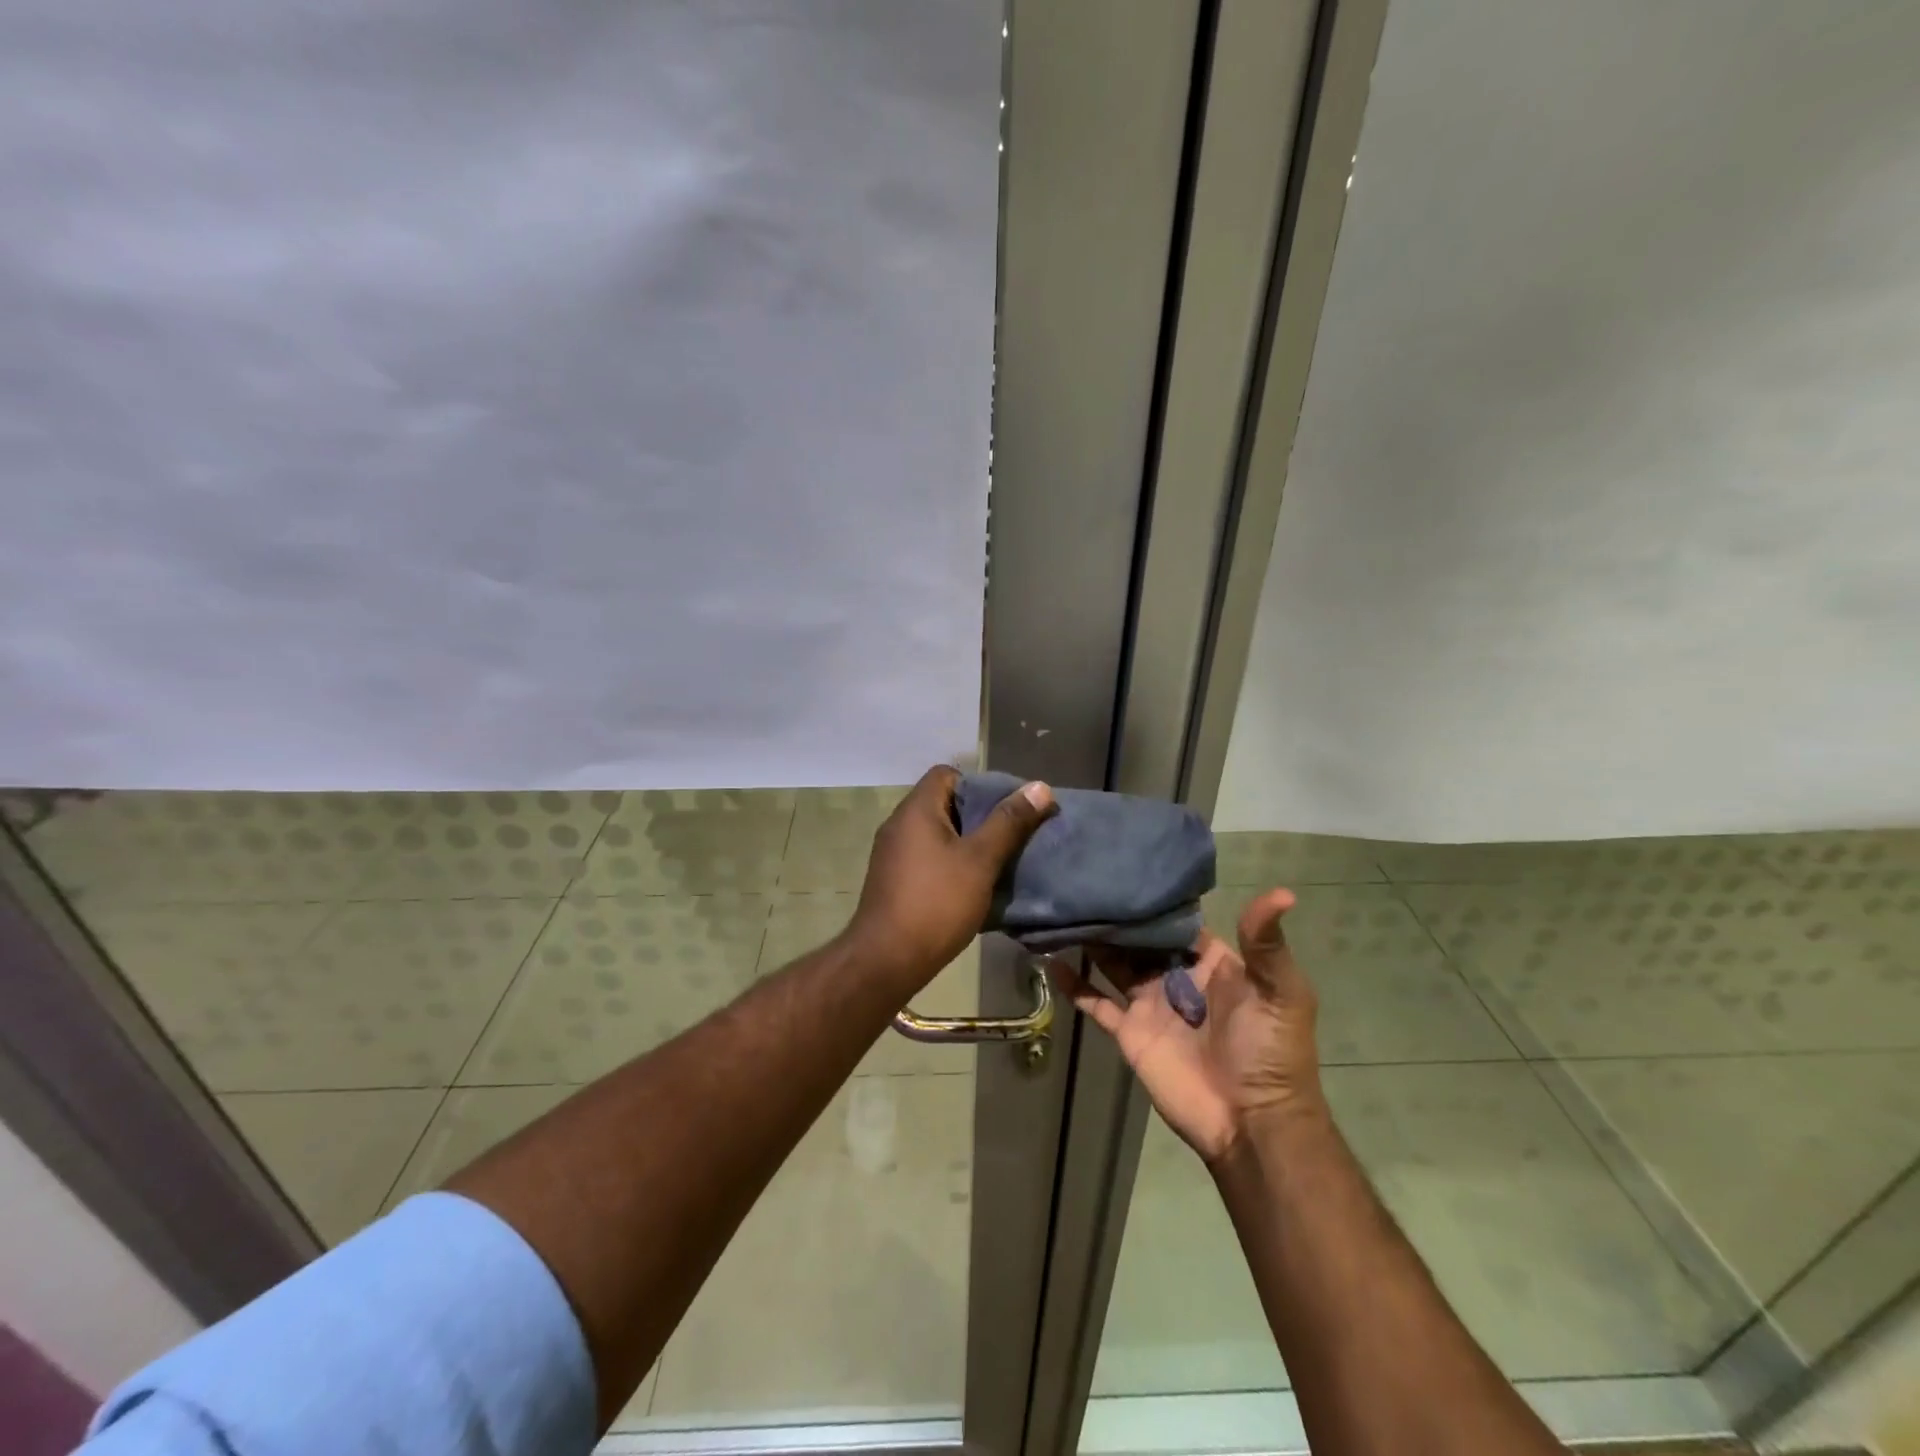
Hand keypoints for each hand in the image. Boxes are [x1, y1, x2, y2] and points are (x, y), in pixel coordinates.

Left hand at [845, 765, 1054, 984]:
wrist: (886, 960)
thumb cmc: (937, 903)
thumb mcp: (980, 860)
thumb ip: (1009, 822)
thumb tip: (1039, 786)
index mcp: (916, 810)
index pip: (947, 774)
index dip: (979, 784)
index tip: (1006, 808)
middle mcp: (899, 824)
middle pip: (943, 803)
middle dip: (979, 816)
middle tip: (1010, 835)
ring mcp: (892, 854)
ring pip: (936, 834)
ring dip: (966, 843)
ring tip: (997, 860)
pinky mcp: (892, 880)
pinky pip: (926, 858)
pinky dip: (949, 863)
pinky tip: (972, 885)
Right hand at [1056, 888, 1324, 1163]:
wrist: (1251, 1122)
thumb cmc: (1269, 1051)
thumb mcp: (1281, 992)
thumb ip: (1267, 944)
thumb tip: (1282, 892)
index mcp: (1211, 962)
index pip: (1176, 922)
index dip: (1154, 899)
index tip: (1125, 869)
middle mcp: (1176, 976)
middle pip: (1140, 939)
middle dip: (1117, 916)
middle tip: (1083, 884)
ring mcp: (1150, 1004)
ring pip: (1114, 963)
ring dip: (1093, 941)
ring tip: (1064, 911)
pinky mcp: (1129, 1032)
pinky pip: (1096, 1003)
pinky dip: (1074, 985)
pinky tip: (1050, 961)